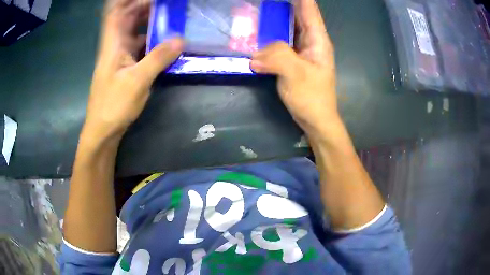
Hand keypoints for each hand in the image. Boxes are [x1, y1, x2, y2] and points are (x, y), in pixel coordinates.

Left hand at [84, 0, 182, 142]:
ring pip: (134, 31)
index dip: (127, 0)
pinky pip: (139, 46)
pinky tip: (165, 41)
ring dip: (149, 22)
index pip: (115, 12)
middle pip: (127, 18)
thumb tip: (181, 39)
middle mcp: (115, 46)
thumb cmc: (114, 105)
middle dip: (144, 7)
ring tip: (170, 17)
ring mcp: (120, 56)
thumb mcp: (138, 80)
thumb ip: (159, 57)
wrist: (103, 130)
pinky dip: (151, 40)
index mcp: (113, 44)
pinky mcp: (125, 67)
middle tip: (166, 5)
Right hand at [251, 0, 336, 139]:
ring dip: (273, 20)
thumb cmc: (312, 97)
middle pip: (297, 15)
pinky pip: (280, 42)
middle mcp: (310, 41)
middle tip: (264, 1)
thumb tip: (253, 54)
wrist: (316, 120)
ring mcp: (301, 50)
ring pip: (287, 28)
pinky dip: (269, 37)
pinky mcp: (292, 60)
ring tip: (259, 11)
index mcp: (317, 39)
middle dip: (282, 5)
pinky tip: (258, 34)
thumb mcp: (295, 74)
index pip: (309, 10)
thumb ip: (276, 57)